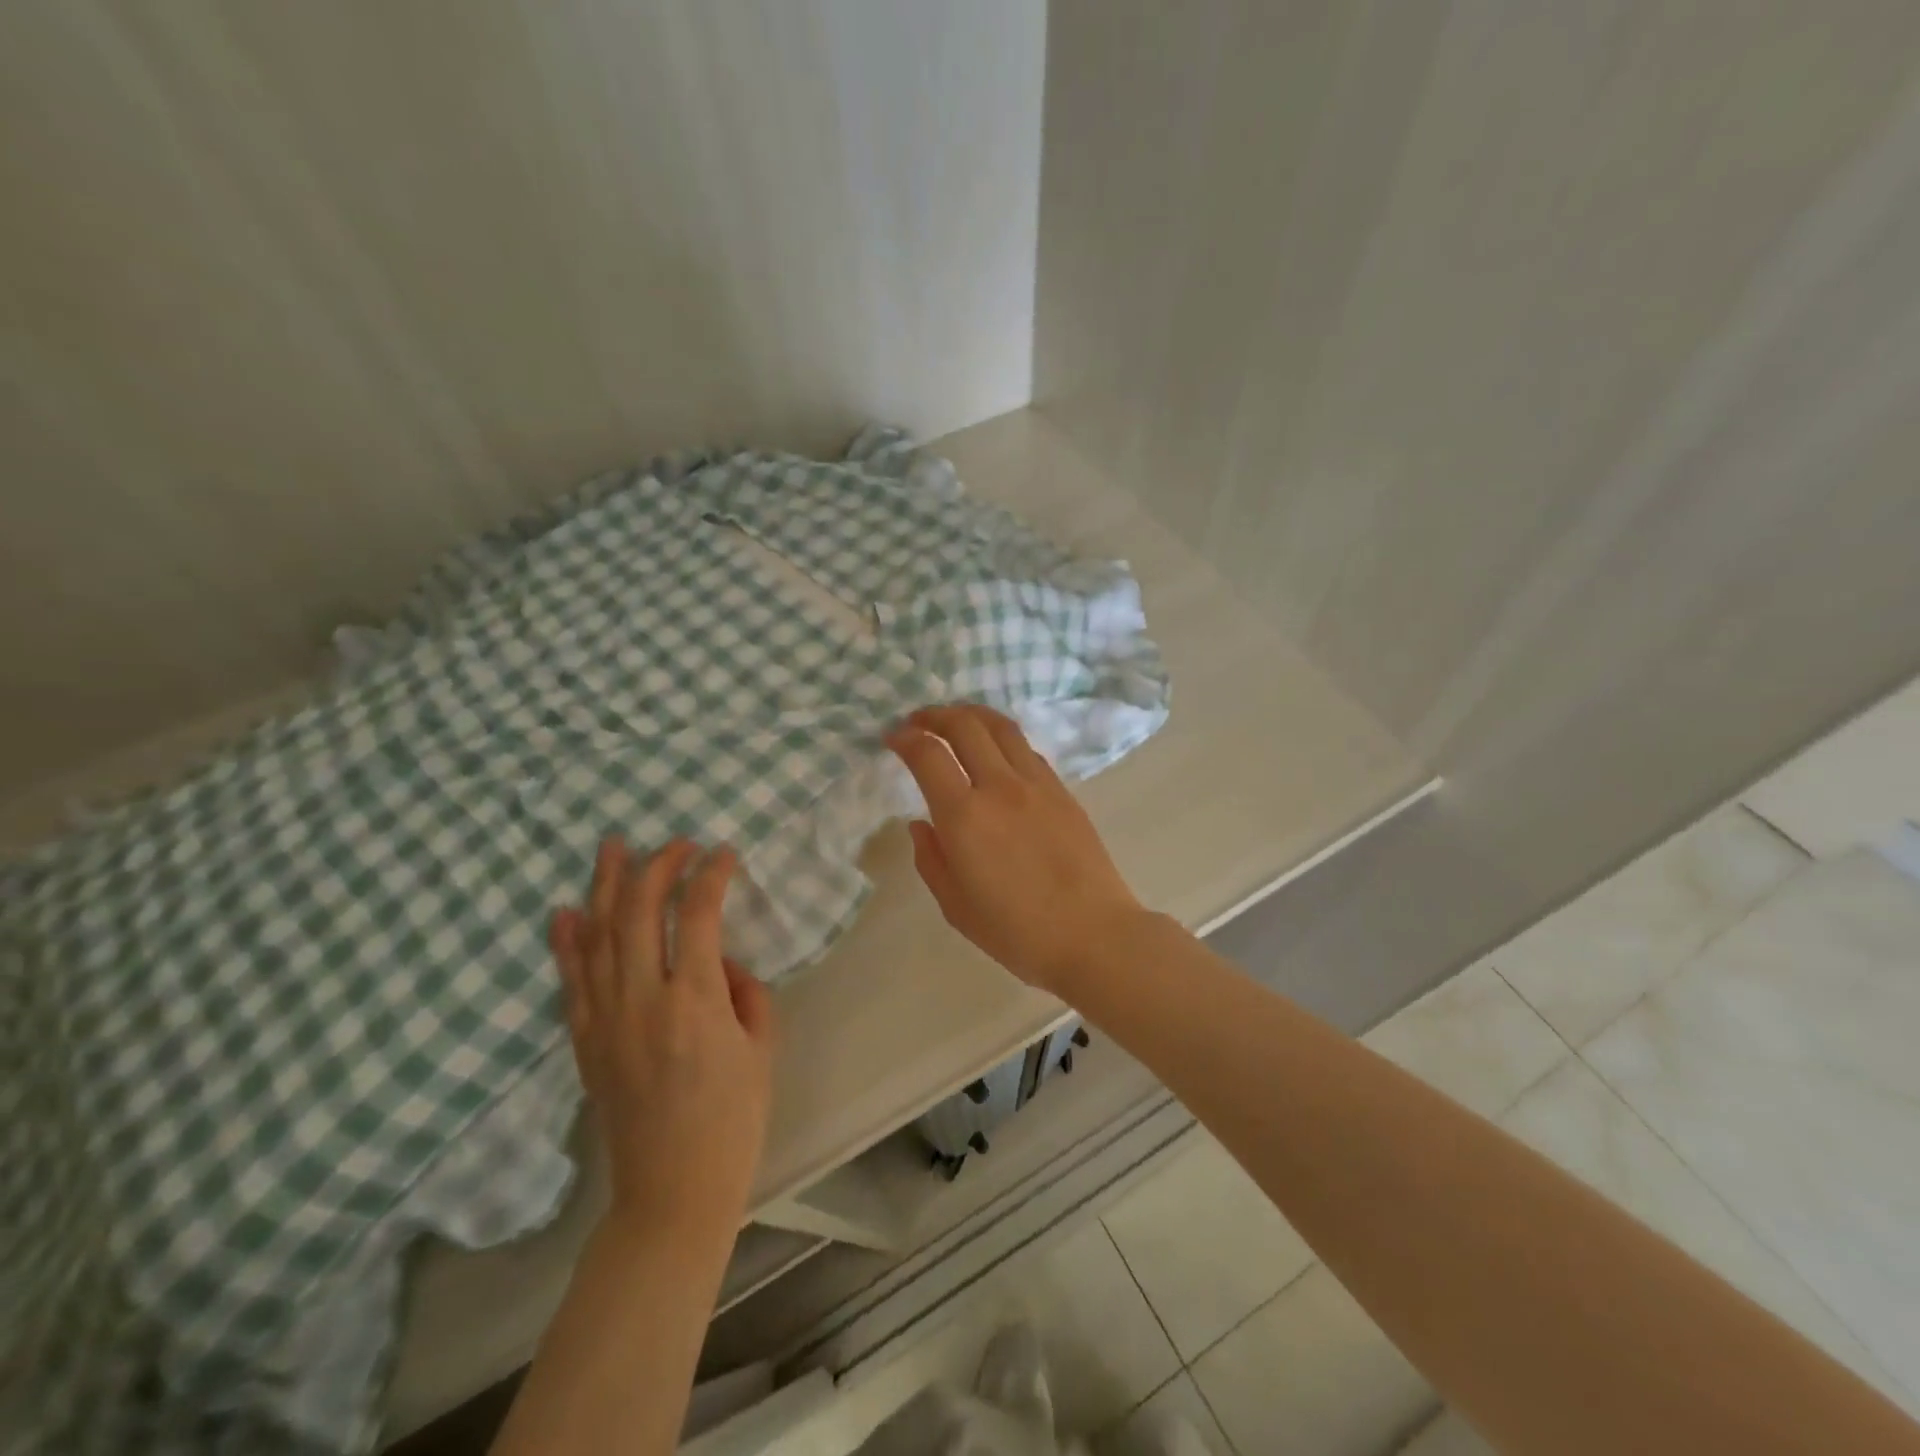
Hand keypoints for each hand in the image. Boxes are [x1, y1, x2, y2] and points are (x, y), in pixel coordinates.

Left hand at [549, 838, 775, 1240]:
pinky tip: (567, 911)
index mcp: (696, 1000)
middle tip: (674, 842)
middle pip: (640, 913)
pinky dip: (567, 942)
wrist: (672, 1189)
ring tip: (612, 848)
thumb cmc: (733, 1119)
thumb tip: (724, 962)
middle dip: (657, 867)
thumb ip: (745, 993)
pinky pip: (572, 980)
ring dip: (606, 887)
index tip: (723, 854)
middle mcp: (644, 999)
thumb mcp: (761, 1048)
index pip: (699, 915)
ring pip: (599, 936)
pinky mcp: (585, 1041)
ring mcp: (606, 1019)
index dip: (711, 876)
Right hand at [887, 704, 1147, 993]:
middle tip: (918, 720)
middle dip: (935, 715)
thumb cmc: (1018, 932)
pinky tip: (996, 752)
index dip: (904, 738)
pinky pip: (1027, 750)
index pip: (928, 755)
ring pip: (1001, 727)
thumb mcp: (956, 907)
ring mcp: (1037, 784)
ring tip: (956, 720)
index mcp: (965, 816)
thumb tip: (919, 824)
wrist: (1094, 935)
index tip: (892, 737)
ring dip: (972, 715)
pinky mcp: (1063, 791)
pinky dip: (1002, 738)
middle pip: (965, 726)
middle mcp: (1000, 787)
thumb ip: (931, 859)